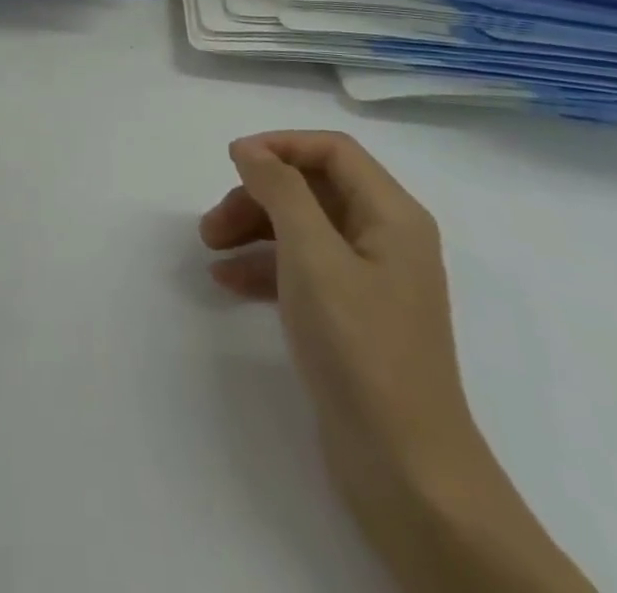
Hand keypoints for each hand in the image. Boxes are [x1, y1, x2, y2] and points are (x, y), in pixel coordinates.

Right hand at [199, 132, 481, 550]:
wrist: (406, 470)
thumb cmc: (360, 346)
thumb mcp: (312, 255)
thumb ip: (280, 190)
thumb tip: (250, 149)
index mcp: (391, 215)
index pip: (332, 150)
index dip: (280, 146)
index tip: (232, 161)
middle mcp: (385, 238)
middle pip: (312, 189)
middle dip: (259, 196)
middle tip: (212, 223)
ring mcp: (370, 280)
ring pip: (302, 229)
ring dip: (254, 230)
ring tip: (210, 250)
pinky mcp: (353, 317)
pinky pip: (303, 270)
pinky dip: (265, 267)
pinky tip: (229, 283)